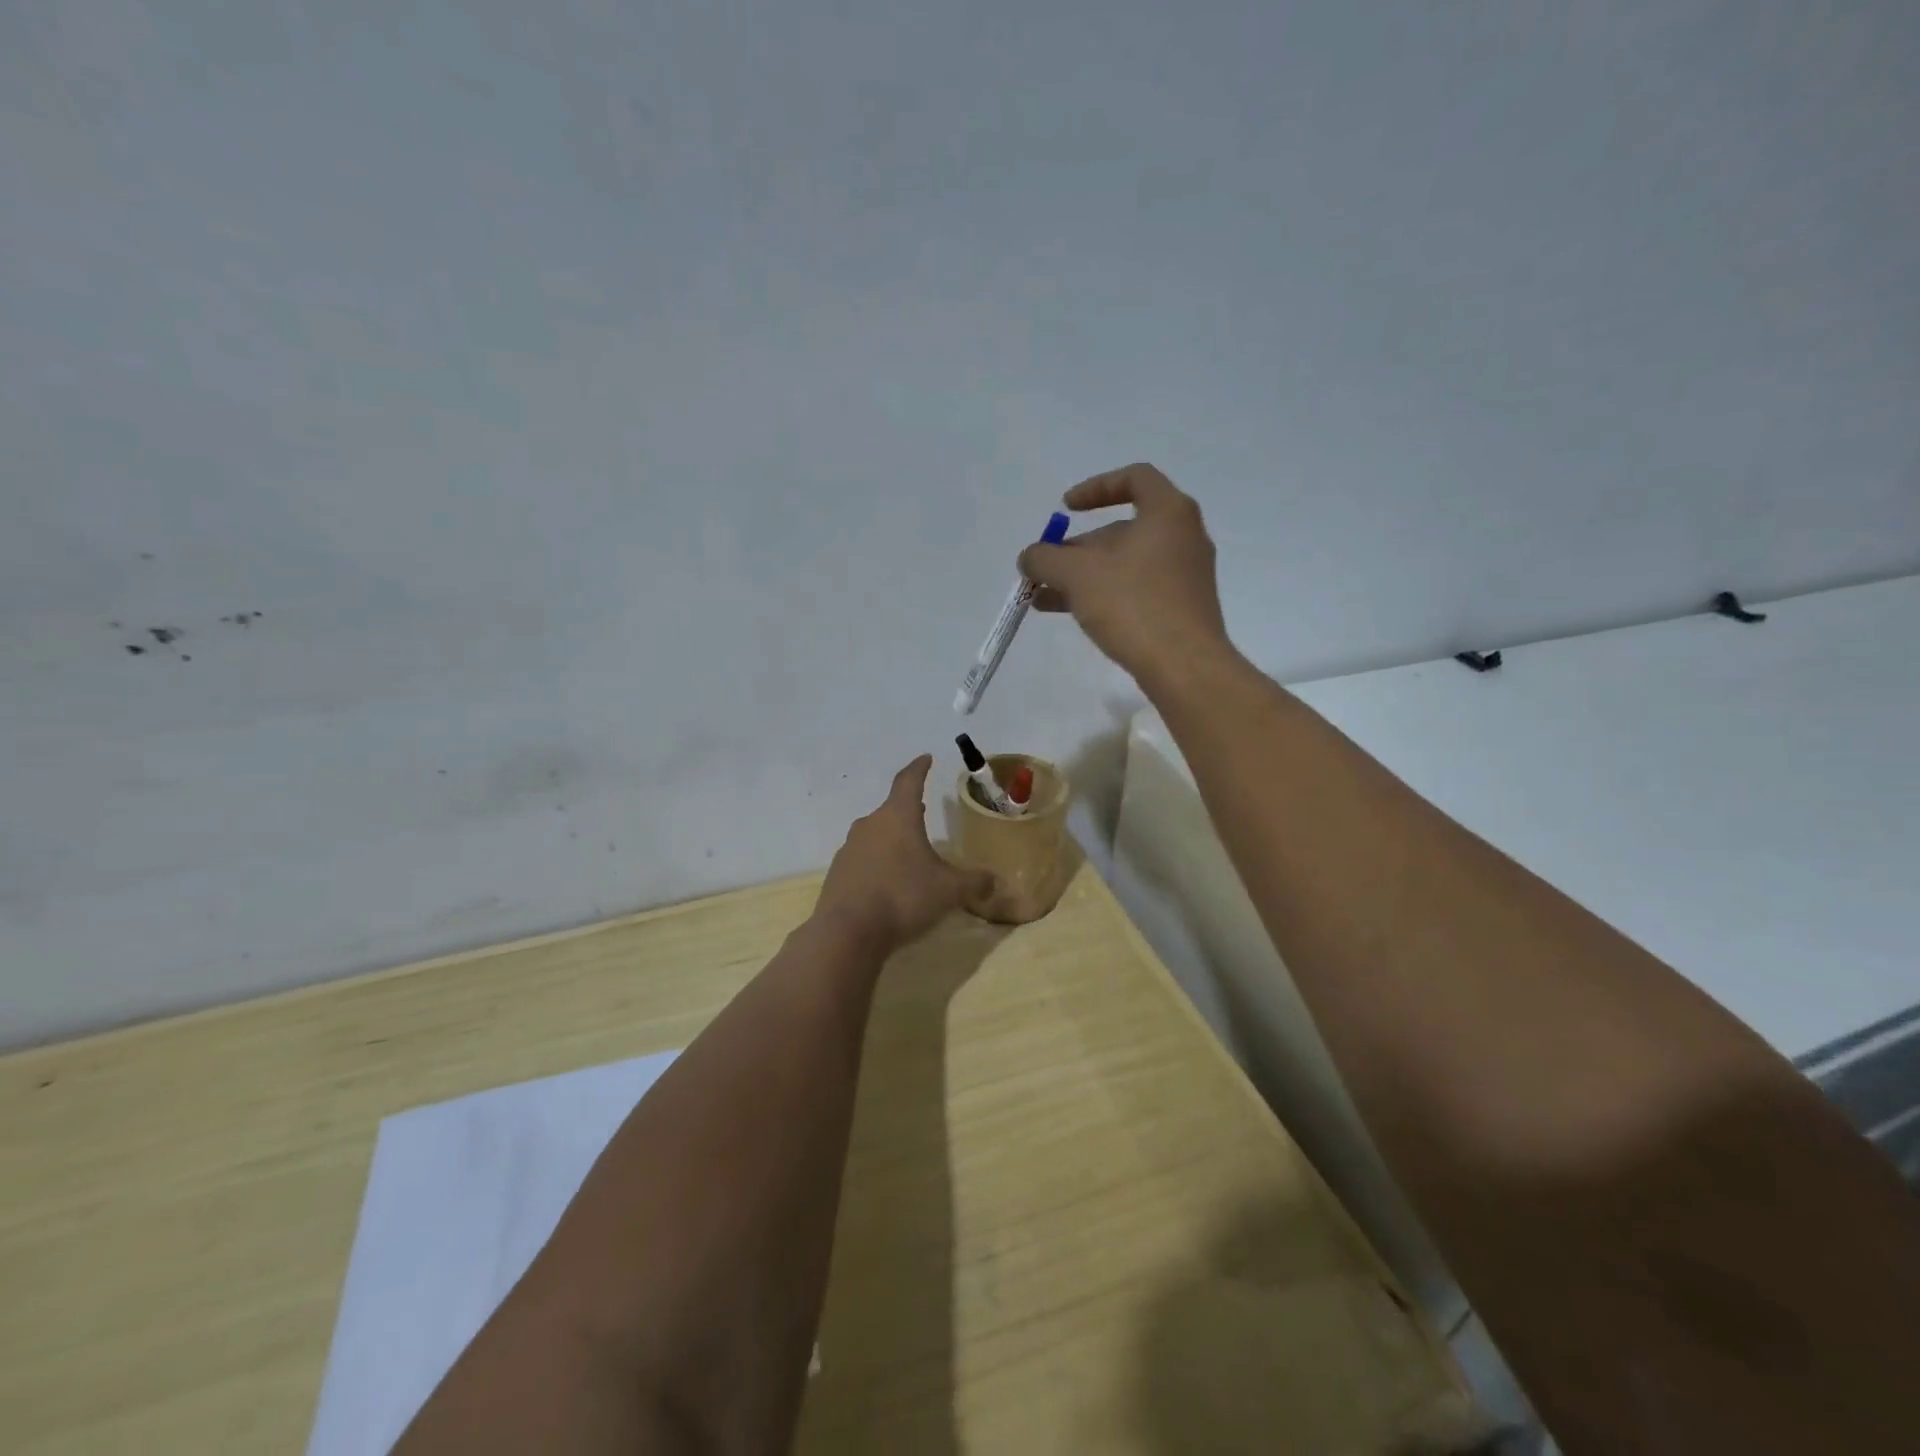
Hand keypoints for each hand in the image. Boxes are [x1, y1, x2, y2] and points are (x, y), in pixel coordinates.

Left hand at [815, 756, 996, 952]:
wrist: (847, 932)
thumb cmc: (903, 897)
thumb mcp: (949, 890)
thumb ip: (974, 882)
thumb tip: (995, 881)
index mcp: (898, 817)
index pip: (909, 781)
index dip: (920, 768)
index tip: (926, 758)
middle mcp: (870, 825)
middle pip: (891, 810)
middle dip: (908, 810)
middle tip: (923, 810)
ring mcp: (849, 849)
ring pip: (875, 835)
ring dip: (892, 838)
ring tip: (908, 851)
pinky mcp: (837, 874)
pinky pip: (863, 860)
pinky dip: (877, 863)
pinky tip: (887, 882)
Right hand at [1017, 464, 1231, 685]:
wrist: (1184, 665)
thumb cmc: (1133, 604)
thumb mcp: (1076, 575)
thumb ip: (1044, 558)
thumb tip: (1029, 557)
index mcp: (1168, 512)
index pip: (1134, 478)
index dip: (1095, 488)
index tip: (1065, 509)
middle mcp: (1184, 537)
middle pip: (1123, 529)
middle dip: (1078, 549)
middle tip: (1047, 569)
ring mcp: (1186, 575)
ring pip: (1126, 564)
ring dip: (1084, 577)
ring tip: (1045, 599)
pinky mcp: (1183, 608)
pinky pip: (1137, 590)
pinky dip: (1105, 595)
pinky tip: (1074, 616)